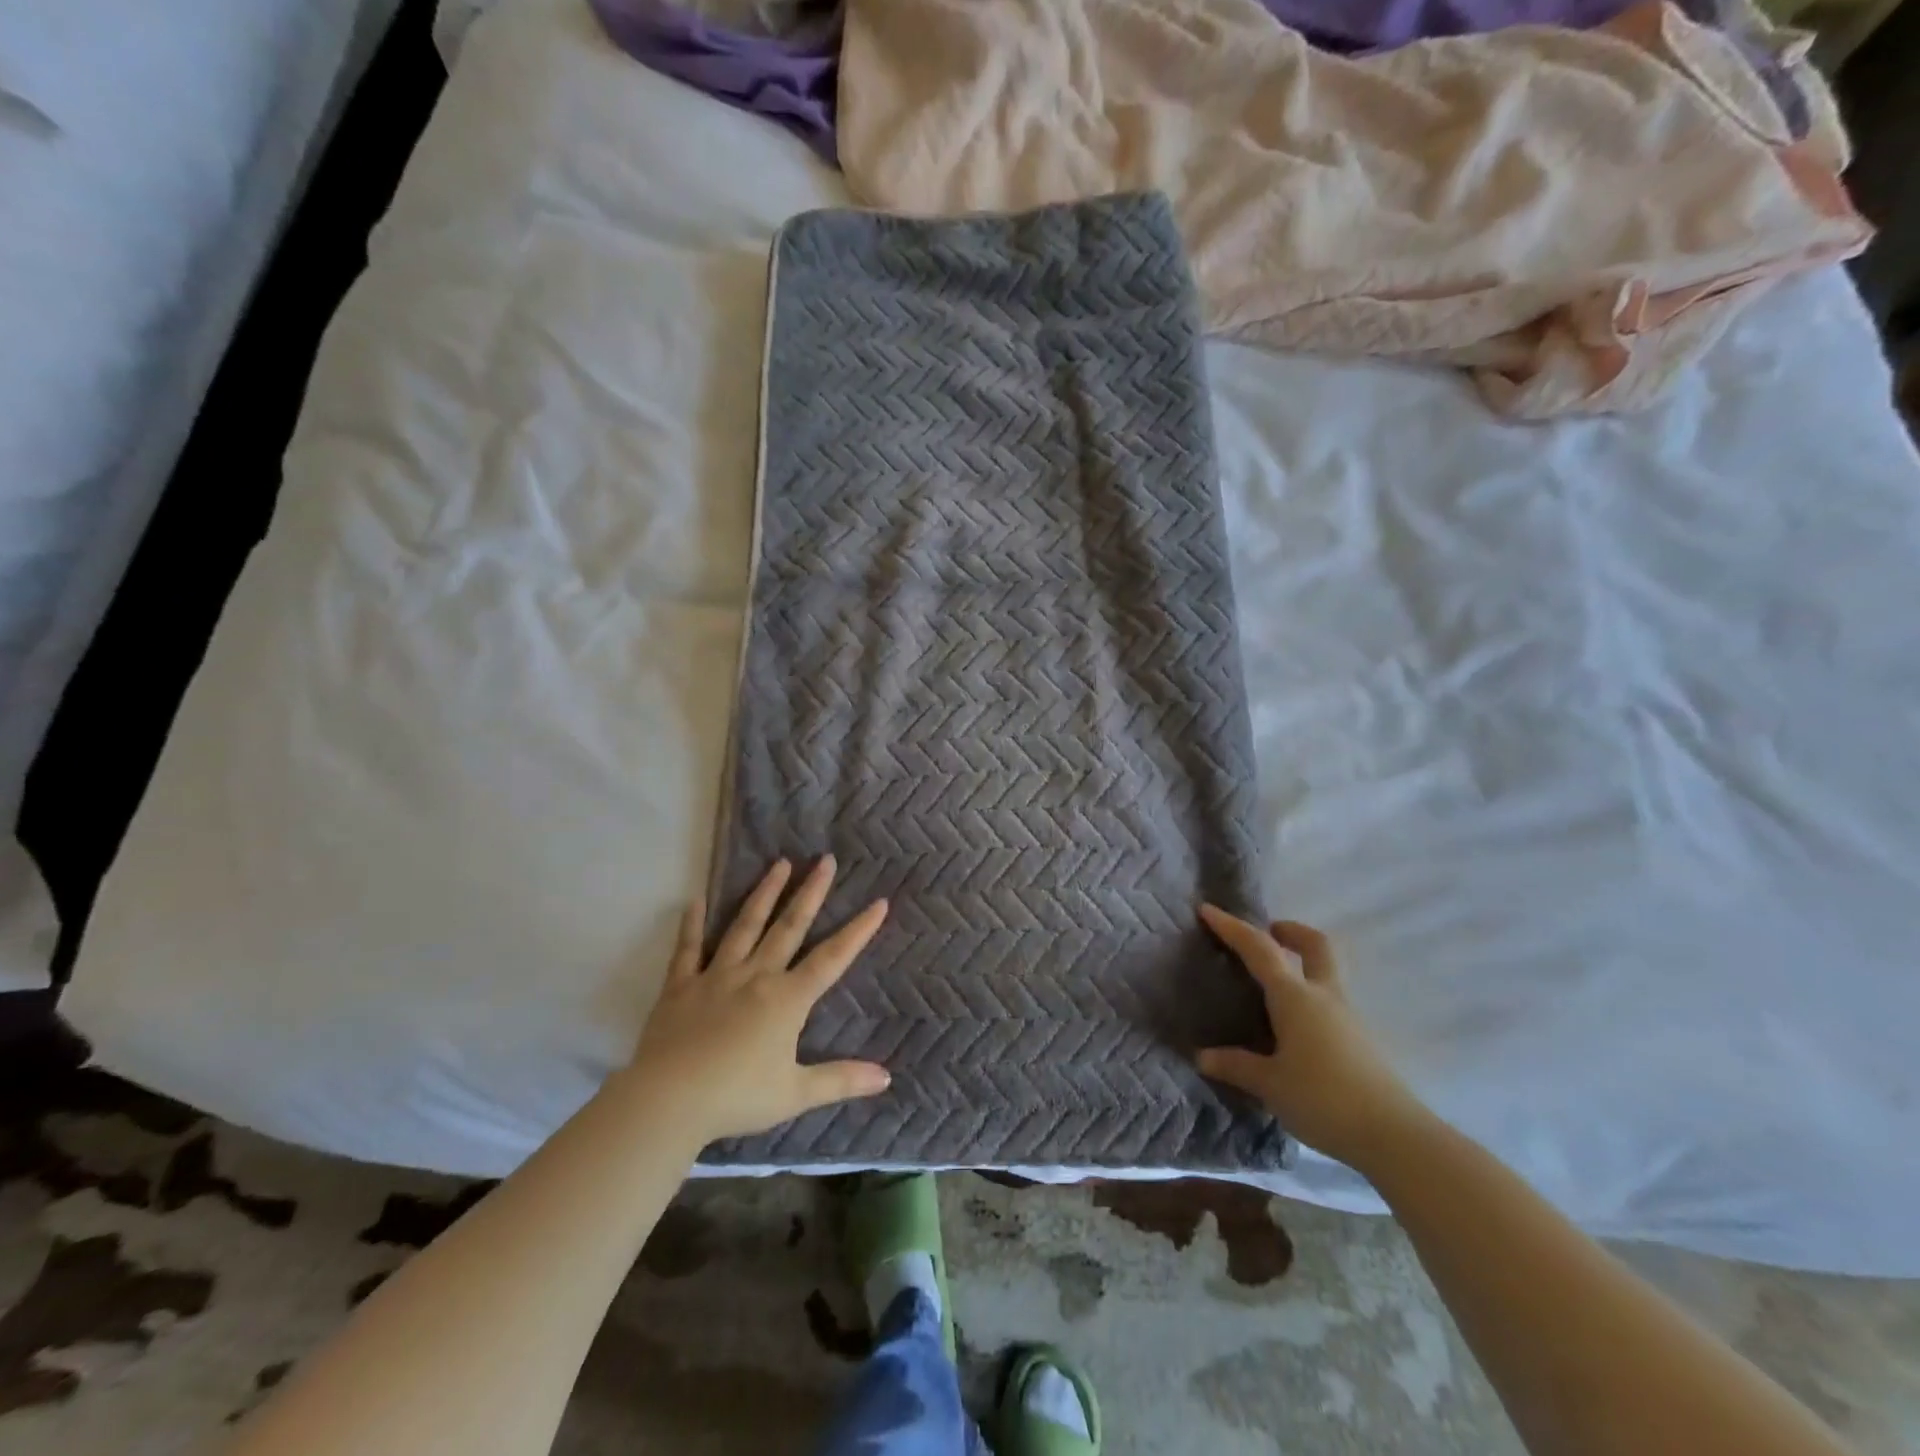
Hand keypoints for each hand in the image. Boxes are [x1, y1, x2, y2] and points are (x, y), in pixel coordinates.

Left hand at [625, 856, 891, 1143]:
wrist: (668, 1102)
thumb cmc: (737, 1098)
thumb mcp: (796, 1094)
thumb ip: (841, 1080)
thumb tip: (887, 1078)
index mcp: (787, 999)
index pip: (832, 958)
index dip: (858, 930)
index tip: (879, 902)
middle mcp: (756, 976)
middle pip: (789, 927)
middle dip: (810, 892)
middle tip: (824, 859)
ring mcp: (716, 976)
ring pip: (745, 926)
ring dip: (764, 893)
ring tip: (779, 863)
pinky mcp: (680, 986)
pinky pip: (688, 949)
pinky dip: (692, 924)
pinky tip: (696, 899)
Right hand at [1195, 906, 1429, 1169]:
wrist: (1394, 1136)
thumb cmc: (1323, 1098)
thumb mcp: (1269, 1084)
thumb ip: (1235, 1065)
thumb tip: (1203, 1056)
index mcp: (1294, 997)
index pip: (1258, 949)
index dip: (1232, 927)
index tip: (1207, 910)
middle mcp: (1323, 996)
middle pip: (1315, 946)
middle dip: (1291, 931)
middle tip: (1269, 933)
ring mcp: (1348, 1017)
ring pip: (1326, 974)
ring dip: (1303, 965)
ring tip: (1273, 987)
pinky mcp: (1361, 1041)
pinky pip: (1330, 1004)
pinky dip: (1310, 999)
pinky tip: (1295, 1029)